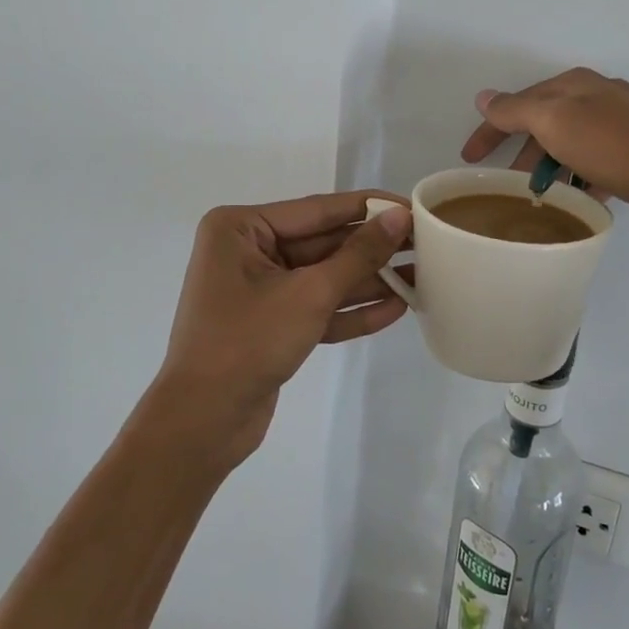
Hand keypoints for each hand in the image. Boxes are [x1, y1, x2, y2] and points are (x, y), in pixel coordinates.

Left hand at [152, 191, 410, 467]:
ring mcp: (258, 289)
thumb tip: (400, 217)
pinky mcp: (271, 323)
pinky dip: (350, 309)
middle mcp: (247, 250)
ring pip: (323, 277)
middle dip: (372, 249)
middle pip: (323, 243)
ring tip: (421, 277)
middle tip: (426, 244)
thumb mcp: (310, 293)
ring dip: (368, 281)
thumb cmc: (248, 342)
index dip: (369, 207)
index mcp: (241, 228)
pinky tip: (396, 309)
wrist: (203, 423)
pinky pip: (316, 307)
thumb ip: (359, 254)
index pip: (318, 210)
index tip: (412, 205)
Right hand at [461, 67, 628, 217]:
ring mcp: (621, 119)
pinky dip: (580, 175)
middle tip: (506, 183)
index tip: (467, 159)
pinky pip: (595, 159)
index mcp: (573, 84)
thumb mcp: (556, 122)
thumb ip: (516, 110)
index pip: (517, 103)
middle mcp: (596, 94)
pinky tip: (581, 197)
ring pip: (570, 141)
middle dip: (522, 151)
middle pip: (544, 121)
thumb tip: (484, 96)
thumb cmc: (615, 145)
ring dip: (551, 166)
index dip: (489, 130)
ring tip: (542, 196)